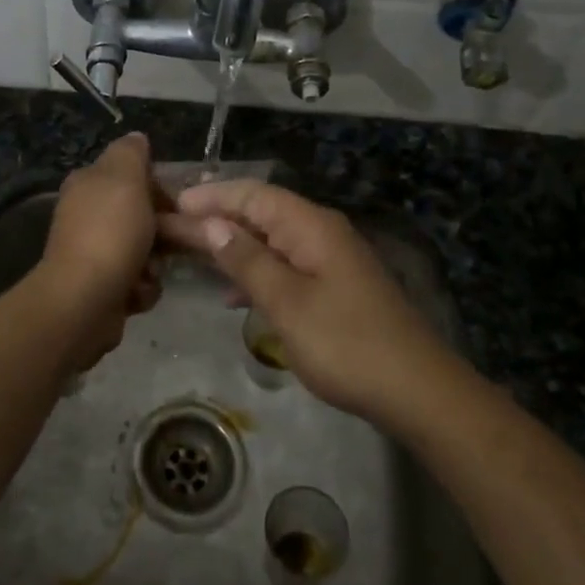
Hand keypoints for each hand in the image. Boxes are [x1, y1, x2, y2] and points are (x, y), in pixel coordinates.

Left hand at [31, 132, 162, 367]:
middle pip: (140, 216)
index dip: (157, 188)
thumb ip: (131, 153)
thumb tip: (136, 138)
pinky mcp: (100, 287)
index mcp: (87, 185)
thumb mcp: (124, 177)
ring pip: (143, 251)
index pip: (131, 176)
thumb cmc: (110, 233)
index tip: (173, 204)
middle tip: (172, 241)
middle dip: (161, 231)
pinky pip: (136, 282)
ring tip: (149, 272)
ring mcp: (91, 253)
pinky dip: (141, 289)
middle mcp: (86, 216)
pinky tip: (136, 293)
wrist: (84, 301)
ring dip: (154, 264)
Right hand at [158, 180, 458, 420]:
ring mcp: (329, 260)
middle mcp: (319, 232)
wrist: (415, 390)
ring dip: (232, 246)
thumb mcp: (286, 302)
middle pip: (259, 213)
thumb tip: (211, 225)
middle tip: (169, 229)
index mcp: (310, 226)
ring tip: (190, 255)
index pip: (252, 194)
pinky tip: (234, 294)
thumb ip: (246, 261)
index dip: (210, 196)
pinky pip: (284, 266)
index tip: (170, 205)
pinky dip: (255, 272)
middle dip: (215, 219)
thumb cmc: (345, 343)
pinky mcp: (333, 287)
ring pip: (270, 241)